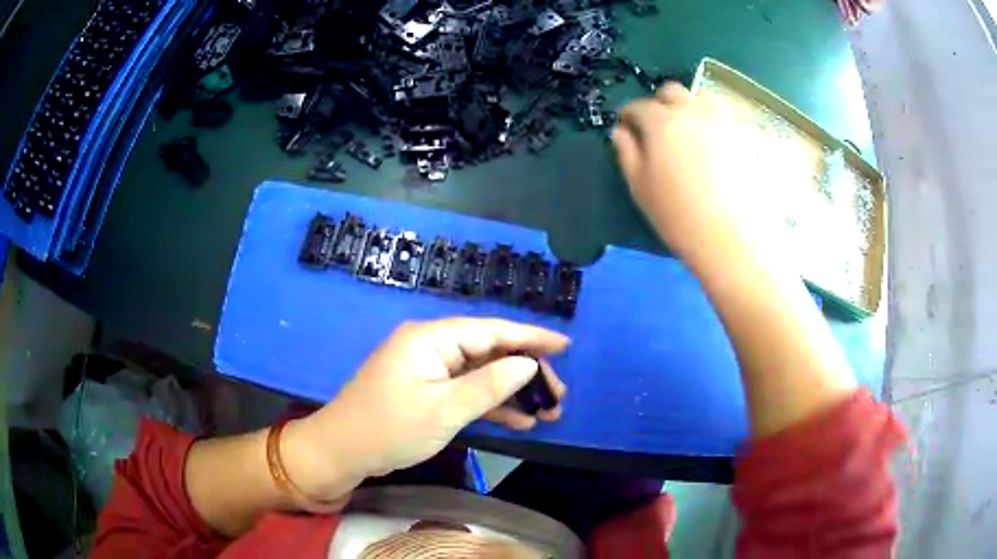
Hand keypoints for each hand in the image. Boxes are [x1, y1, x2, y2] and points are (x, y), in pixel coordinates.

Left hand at [283, 318, 568, 501]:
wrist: (343, 452)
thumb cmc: (390, 428)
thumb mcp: (444, 409)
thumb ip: (489, 385)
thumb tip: (528, 364)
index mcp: (431, 339)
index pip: (491, 331)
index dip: (530, 337)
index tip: (565, 345)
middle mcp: (431, 346)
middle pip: (488, 351)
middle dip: (525, 371)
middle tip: (558, 393)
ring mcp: (428, 369)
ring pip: (480, 373)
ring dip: (512, 391)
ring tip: (548, 410)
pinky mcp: (426, 390)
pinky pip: (465, 391)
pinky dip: (490, 404)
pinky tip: (518, 421)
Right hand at [613, 83, 764, 259]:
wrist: (732, 237)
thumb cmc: (678, 216)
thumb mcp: (640, 187)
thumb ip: (627, 153)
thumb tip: (620, 132)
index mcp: (661, 122)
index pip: (638, 106)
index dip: (628, 115)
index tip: (626, 127)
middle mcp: (691, 111)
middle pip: (671, 91)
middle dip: (659, 103)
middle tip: (657, 128)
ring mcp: (721, 121)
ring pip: (699, 98)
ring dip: (687, 107)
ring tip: (686, 133)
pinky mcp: (743, 136)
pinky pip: (722, 116)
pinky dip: (711, 121)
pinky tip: (711, 144)